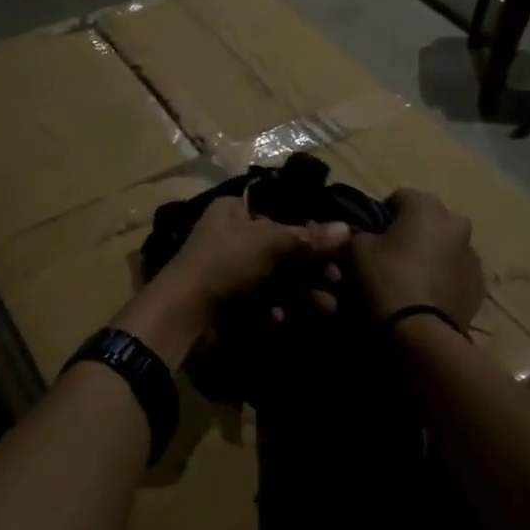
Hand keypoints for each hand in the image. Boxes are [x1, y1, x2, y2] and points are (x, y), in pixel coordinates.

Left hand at [122, 198, 351, 365]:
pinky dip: (275, 308)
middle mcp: (232, 236)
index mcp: (234, 211)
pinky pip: (261, 301)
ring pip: (276, 278)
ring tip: (326, 307)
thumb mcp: (269, 242)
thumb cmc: (224, 263)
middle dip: (311, 268)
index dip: (311, 231)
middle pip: (282, 249)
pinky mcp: (229, 301)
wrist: (182, 314)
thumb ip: (308, 238)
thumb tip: (346, 229)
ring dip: (302, 292)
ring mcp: (229, 271)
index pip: (281, 214)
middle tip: (336, 281)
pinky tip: (282, 318)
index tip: (337, 249)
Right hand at [351, 189, 484, 328]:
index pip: (399, 197)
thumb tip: (363, 234)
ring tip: (410, 279)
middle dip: (410, 232)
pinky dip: (442, 277)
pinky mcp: (479, 284)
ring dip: (430, 254)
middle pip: (427, 220)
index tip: (370, 235)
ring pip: (444, 246)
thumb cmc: (386, 281)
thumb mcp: (356, 251)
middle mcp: (456, 223)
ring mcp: (473, 255)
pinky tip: (426, 295)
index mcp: (427, 207)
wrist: (421, 333)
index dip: (381, 214)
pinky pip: (455, 272)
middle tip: (390, 256)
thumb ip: (359, 233)